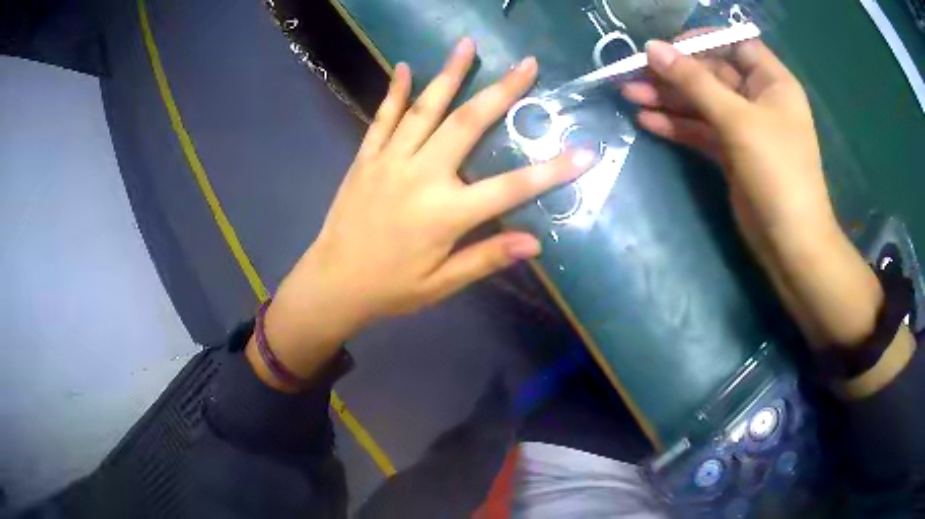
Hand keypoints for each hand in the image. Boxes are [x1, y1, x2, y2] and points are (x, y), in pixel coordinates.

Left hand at [248, 38, 595, 388]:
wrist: (333, 283)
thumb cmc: (391, 288)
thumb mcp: (442, 284)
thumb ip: (487, 258)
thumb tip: (535, 242)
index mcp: (446, 213)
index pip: (512, 187)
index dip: (553, 170)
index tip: (585, 151)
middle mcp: (421, 175)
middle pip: (469, 124)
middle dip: (502, 91)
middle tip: (527, 64)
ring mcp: (390, 160)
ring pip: (426, 108)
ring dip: (450, 73)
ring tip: (467, 44)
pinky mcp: (366, 157)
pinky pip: (382, 117)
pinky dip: (394, 91)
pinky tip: (403, 66)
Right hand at [622, 35, 882, 348]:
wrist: (790, 243)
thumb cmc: (777, 172)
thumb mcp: (738, 120)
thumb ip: (695, 82)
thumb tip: (653, 49)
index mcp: (771, 82)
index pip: (734, 45)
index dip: (701, 41)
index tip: (667, 48)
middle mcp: (758, 100)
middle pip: (711, 74)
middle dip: (674, 74)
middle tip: (633, 73)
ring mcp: (744, 128)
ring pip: (701, 104)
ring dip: (668, 99)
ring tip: (628, 95)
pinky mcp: (731, 154)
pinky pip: (700, 131)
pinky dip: (676, 126)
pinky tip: (646, 120)